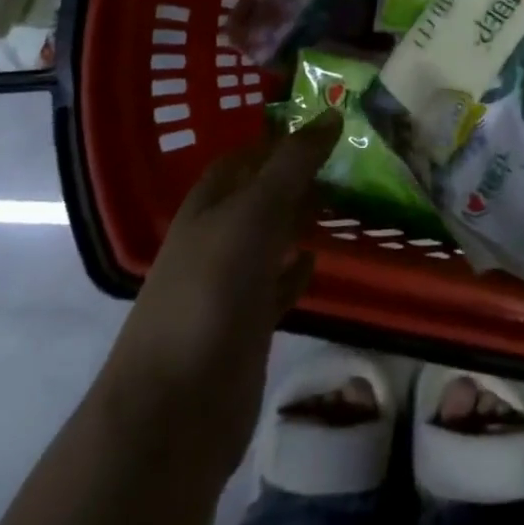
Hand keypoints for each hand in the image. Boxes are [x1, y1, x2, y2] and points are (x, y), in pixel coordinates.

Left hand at [102, 110, 341, 488]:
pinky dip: (296, 269)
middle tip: (348, 160)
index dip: (278, 140)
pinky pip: (275, 285)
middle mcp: (215, 238)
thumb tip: (330, 113)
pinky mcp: (245, 327)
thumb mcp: (254, 213)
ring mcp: (229, 285)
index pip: (244, 158)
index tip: (323, 125)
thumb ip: (292, 164)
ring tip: (345, 200)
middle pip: (259, 196)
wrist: (175, 411)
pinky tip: (318, 259)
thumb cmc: (211, 292)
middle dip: (296, 178)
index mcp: (208, 205)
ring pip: (270, 238)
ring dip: (300, 220)